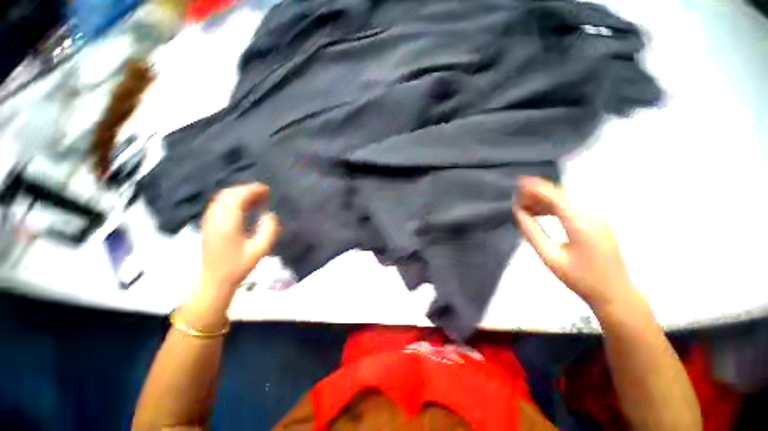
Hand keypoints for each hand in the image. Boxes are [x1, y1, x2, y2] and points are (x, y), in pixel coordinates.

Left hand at [200, 183, 280, 293]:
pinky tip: (245, 207)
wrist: (214, 280)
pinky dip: (233, 201)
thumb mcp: (259, 249)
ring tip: (257, 199)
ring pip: (223, 198)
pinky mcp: (208, 225)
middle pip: (228, 193)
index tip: (267, 189)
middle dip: (247, 189)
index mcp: (227, 221)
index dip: (253, 189)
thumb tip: (271, 214)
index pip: (238, 196)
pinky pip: (220, 204)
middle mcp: (215, 217)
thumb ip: (269, 229)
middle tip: (264, 193)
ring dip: (240, 194)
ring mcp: (209, 220)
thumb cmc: (238, 266)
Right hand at [512, 176, 633, 309]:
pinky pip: (573, 207)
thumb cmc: (579, 278)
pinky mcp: (598, 222)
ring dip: (545, 200)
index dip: (536, 187)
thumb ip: (531, 232)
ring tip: (525, 206)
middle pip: (561, 195)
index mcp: (580, 222)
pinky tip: (542, 213)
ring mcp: (598, 217)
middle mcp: (592, 214)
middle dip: (538, 193)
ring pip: (566, 200)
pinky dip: (555, 206)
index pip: (555, 196)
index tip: (518, 182)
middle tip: (517, 198)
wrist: (614, 293)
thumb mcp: (549, 256)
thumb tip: (518, 213)